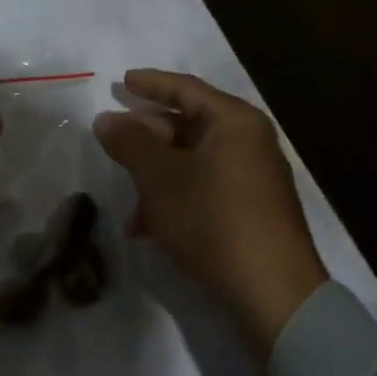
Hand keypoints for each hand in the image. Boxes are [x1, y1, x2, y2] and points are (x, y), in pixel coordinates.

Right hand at [93, 69, 325, 357]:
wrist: (271, 293)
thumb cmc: (213, 219)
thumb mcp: (161, 178)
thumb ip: (130, 144)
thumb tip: (105, 118)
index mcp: (234, 123)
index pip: (186, 89)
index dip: (150, 84)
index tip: (120, 82)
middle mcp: (248, 143)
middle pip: (188, 125)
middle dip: (147, 136)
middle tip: (113, 138)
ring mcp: (251, 179)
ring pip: (191, 162)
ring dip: (154, 174)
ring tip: (125, 194)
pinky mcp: (248, 212)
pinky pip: (202, 190)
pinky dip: (172, 199)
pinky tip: (145, 226)